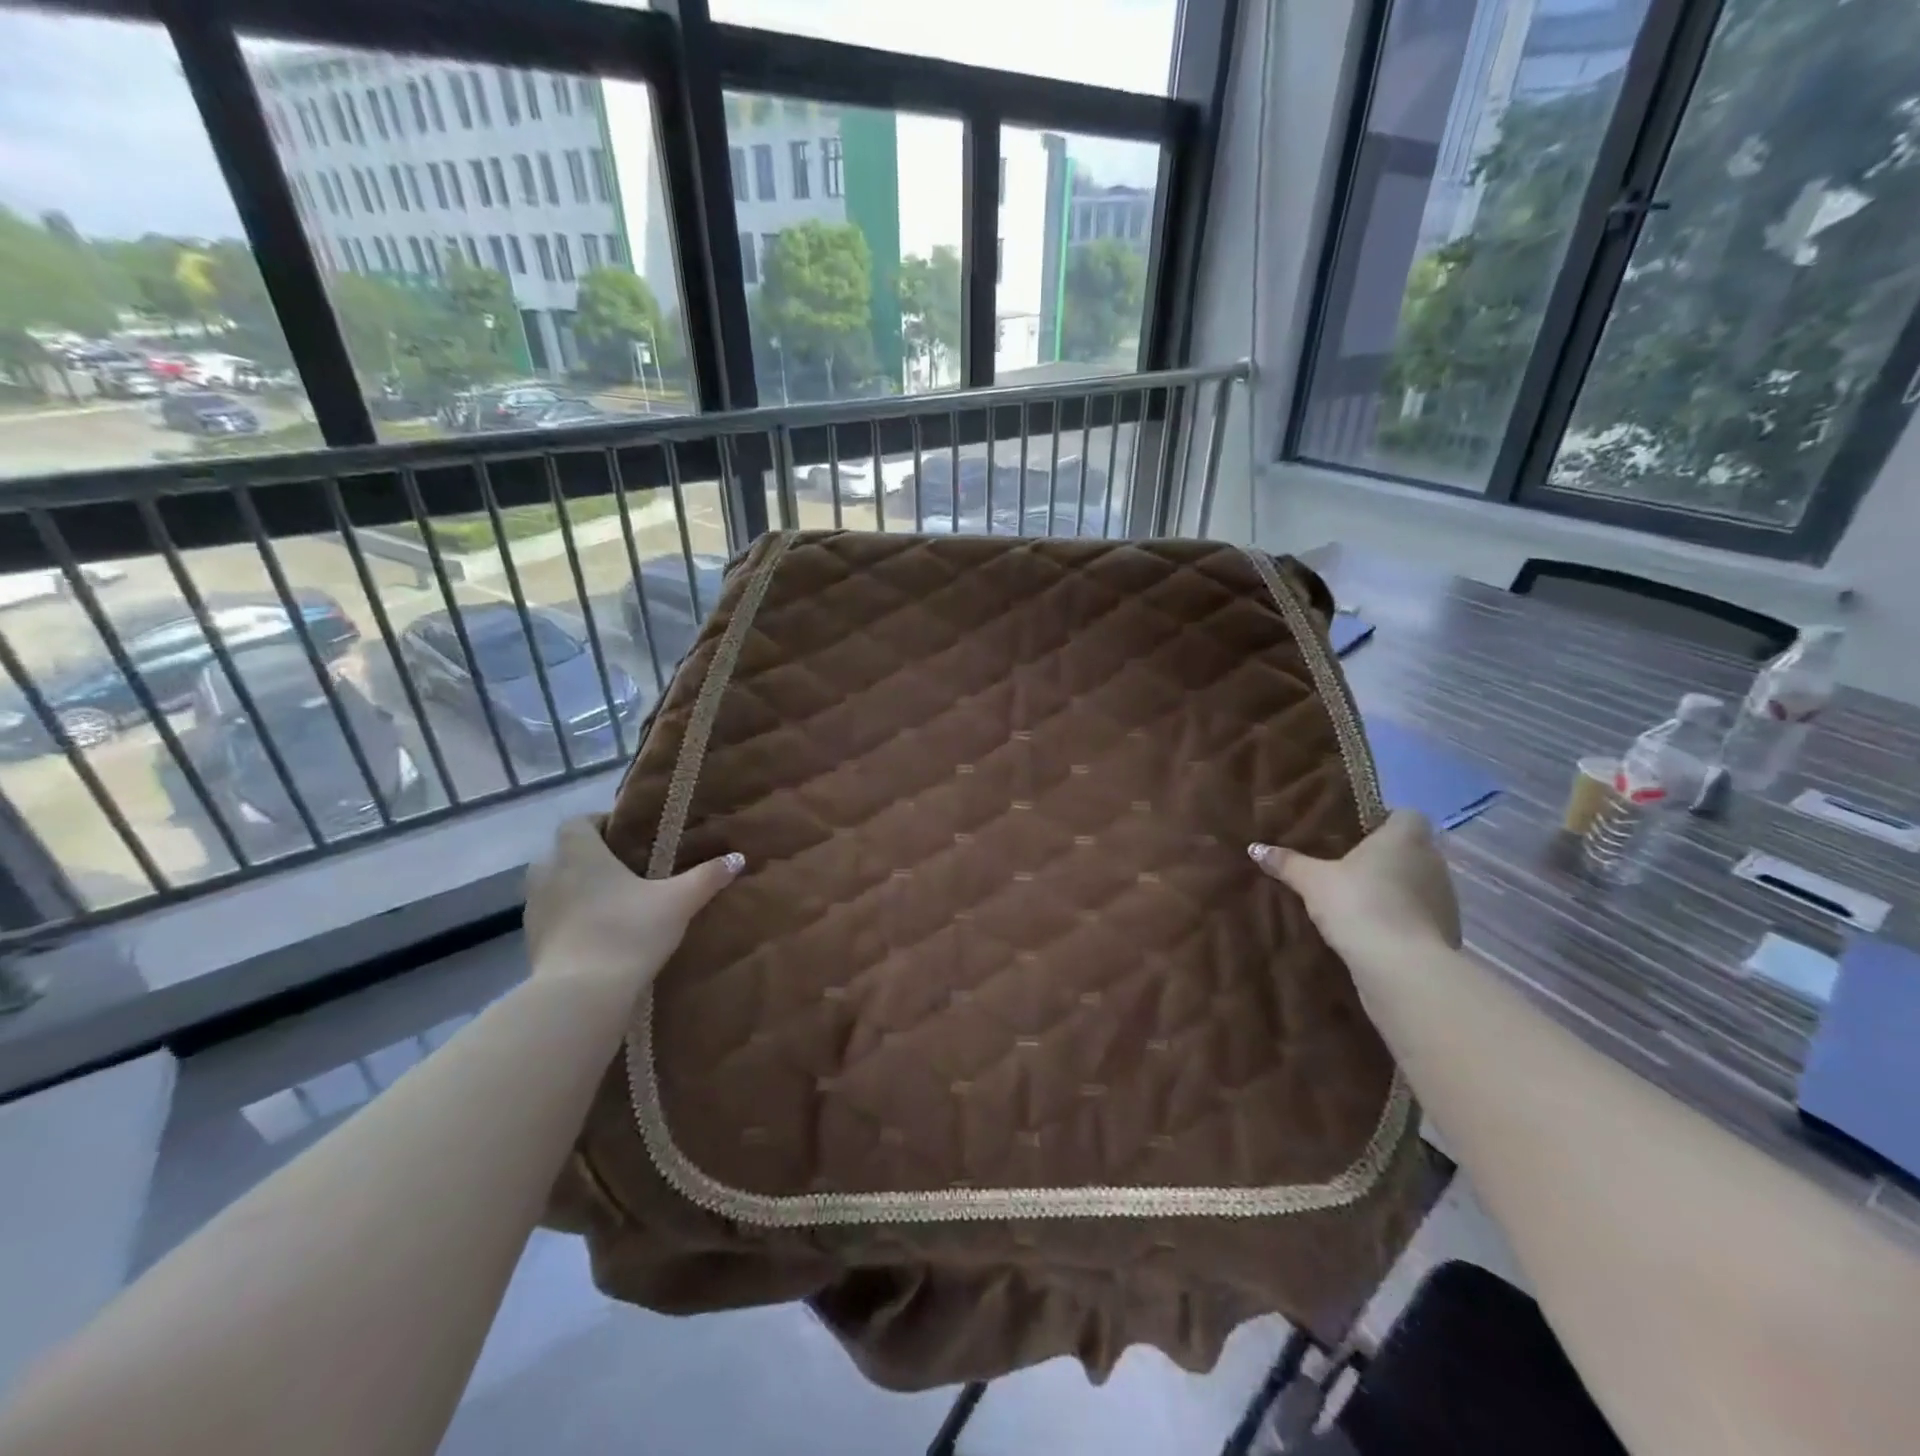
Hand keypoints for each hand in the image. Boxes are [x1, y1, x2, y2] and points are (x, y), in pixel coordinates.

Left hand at [524, 816, 743, 993]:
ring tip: (613, 902)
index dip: (600, 823)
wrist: (581, 995)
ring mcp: (535, 910)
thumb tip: (738, 857)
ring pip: (555, 886)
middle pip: (563, 852)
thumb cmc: (628, 931)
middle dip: (589, 856)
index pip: (577, 822)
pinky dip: (570, 919)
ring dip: (577, 888)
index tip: (628, 837)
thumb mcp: (678, 902)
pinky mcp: (532, 943)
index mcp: (579, 853)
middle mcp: (549, 873)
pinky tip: (598, 934)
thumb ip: (707, 877)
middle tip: (625, 869)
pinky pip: (552, 918)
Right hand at [1249, 810, 1460, 962]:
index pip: (1406, 815)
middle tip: (1350, 867)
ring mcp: (1446, 897)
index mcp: (1405, 837)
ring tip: (1361, 900)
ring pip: (1418, 882)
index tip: (1359, 834)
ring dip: (1397, 889)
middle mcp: (1433, 860)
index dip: (1385, 821)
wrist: (1400, 965)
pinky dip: (1405, 917)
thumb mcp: (1312, 881)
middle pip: (1412, 849)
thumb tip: (1255, 848)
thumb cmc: (1357, 903)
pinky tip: (1377, 930)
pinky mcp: (1447, 930)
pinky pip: (1422, 914)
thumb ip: (1287, 863)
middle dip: (1387, 857)